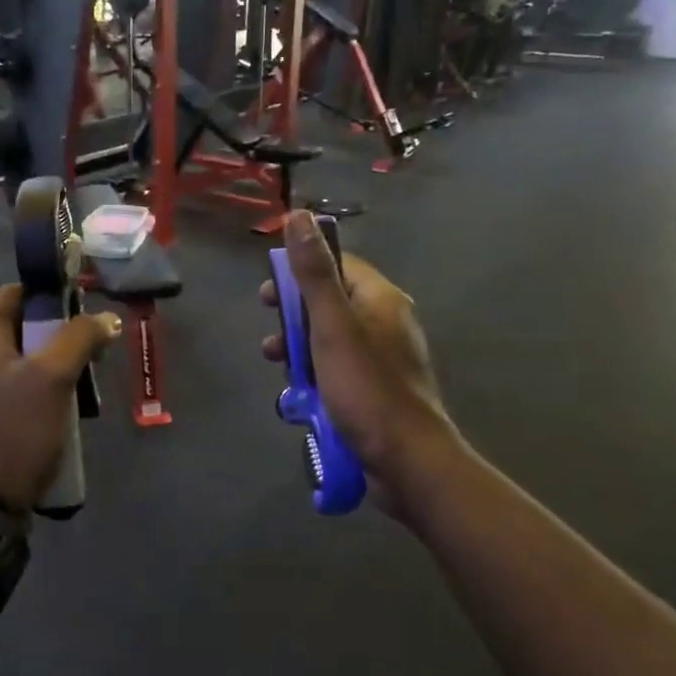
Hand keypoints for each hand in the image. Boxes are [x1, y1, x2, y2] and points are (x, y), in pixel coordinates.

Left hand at [0, 284, 120, 510]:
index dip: (48, 293)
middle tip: (94, 344)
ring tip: (88, 375)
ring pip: (22, 358)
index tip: (84, 304)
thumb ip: (80, 338)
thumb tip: (107, 318)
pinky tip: (68, 404)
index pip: (13, 292)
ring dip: (56, 362)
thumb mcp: (53, 376)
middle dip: (59, 331)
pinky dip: (43, 387)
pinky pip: (18, 387)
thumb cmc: (15, 427)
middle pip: (20, 325)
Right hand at [260, 212, 456, 504]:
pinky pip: (338, 370)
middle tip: (270, 336)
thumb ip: (314, 273)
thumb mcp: (331, 326)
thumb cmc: (366, 388)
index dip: (300, 272)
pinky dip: (315, 376)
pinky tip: (298, 397)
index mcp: (380, 299)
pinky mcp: (376, 390)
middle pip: (330, 303)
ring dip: (298, 350)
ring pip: (330, 340)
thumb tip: (299, 215)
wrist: (406, 460)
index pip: (337, 265)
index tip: (269, 292)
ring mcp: (382, 359)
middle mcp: (385, 322)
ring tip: (277, 367)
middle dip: (293, 317)